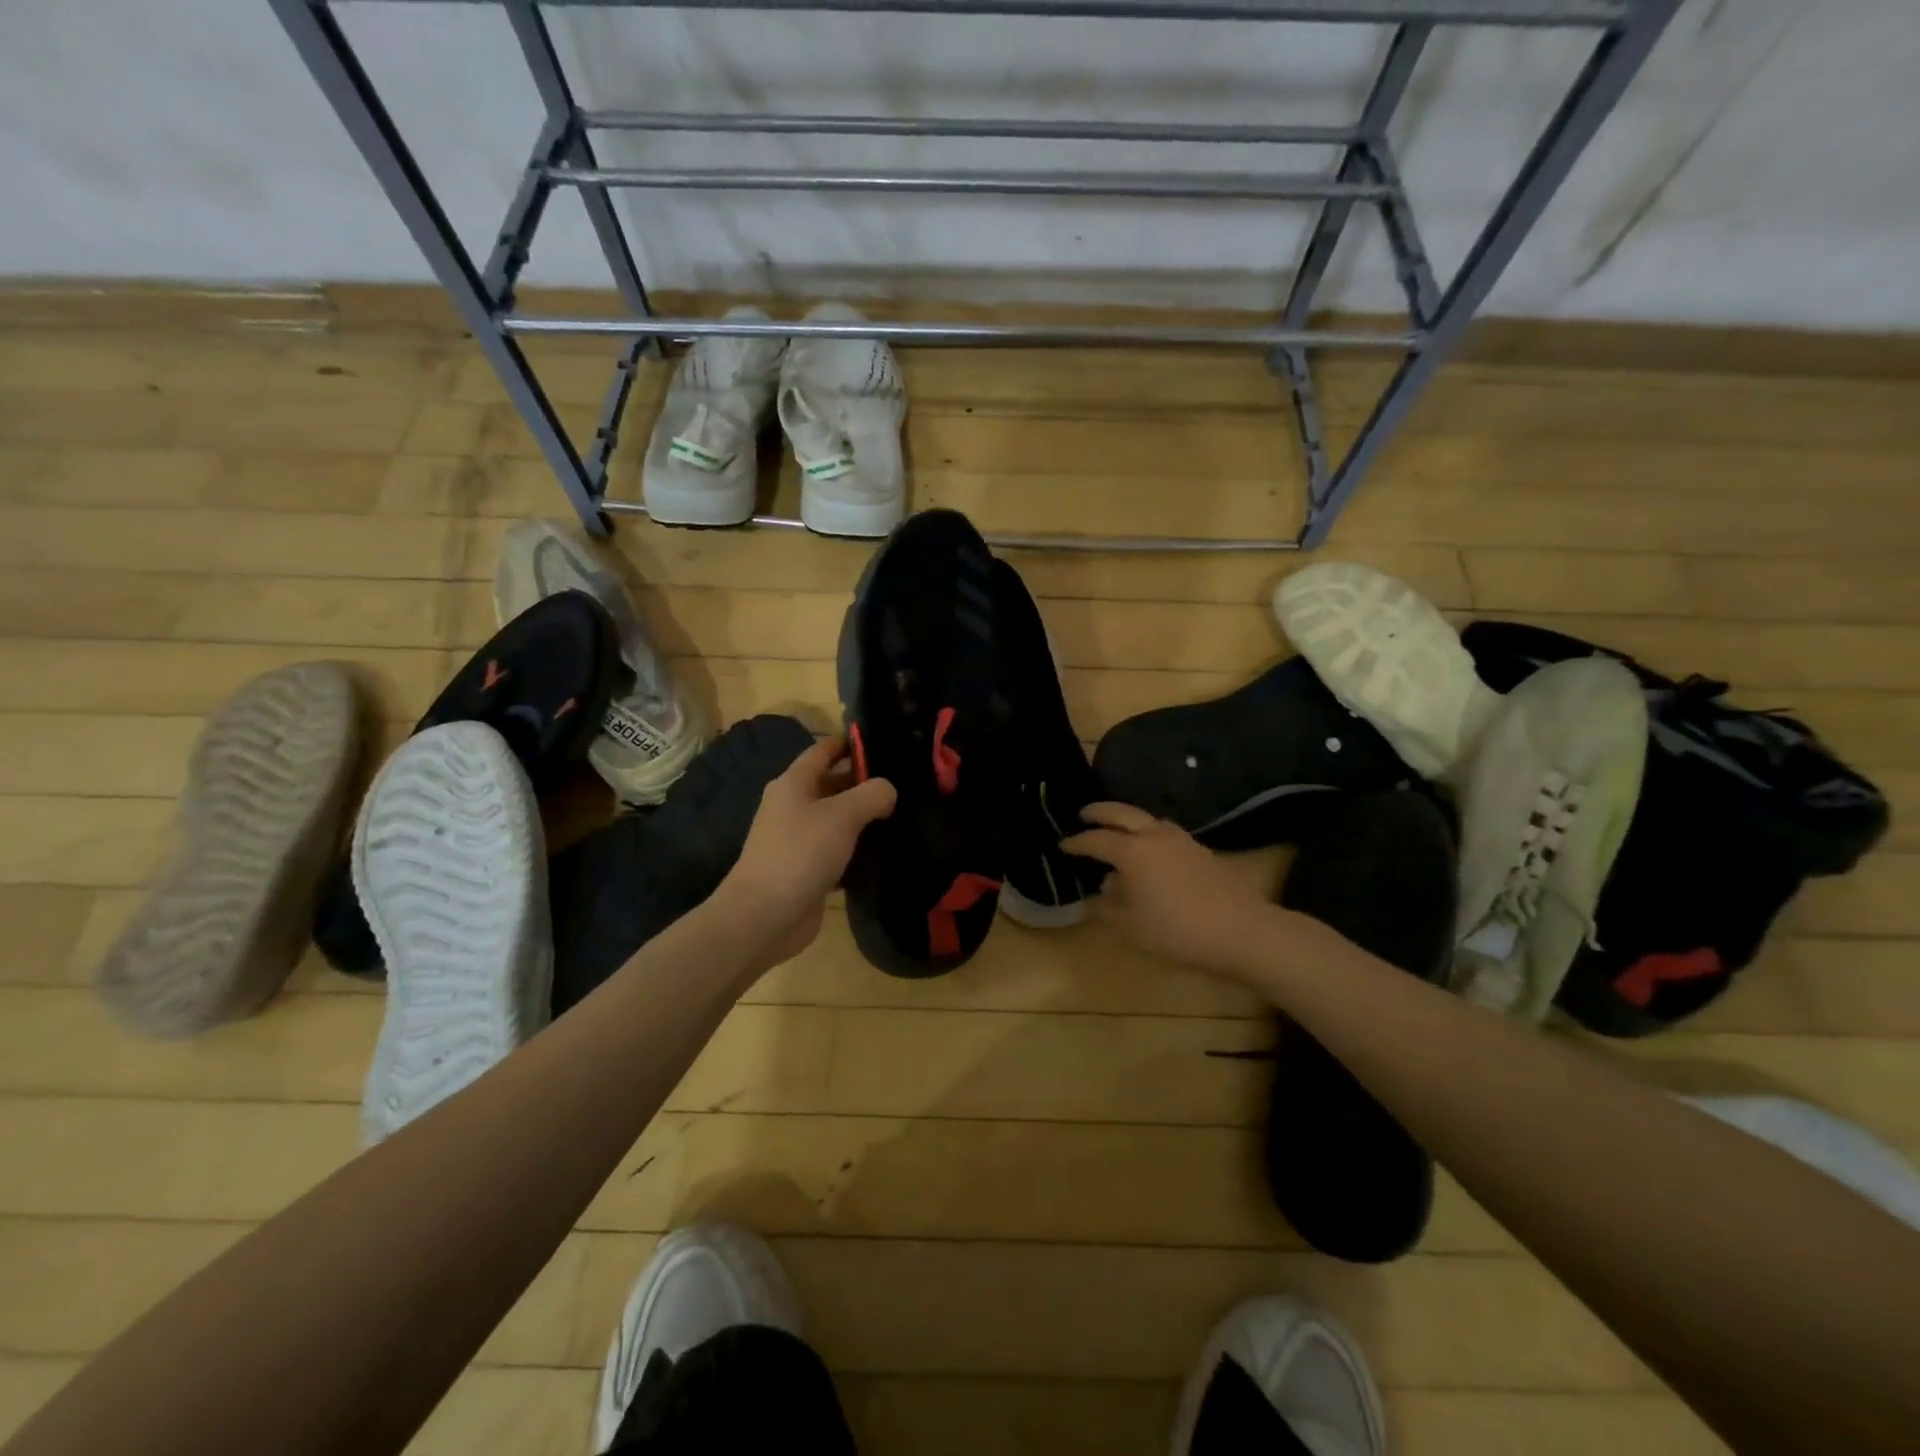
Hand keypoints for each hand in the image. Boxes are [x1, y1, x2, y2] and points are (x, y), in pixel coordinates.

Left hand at [714, 735, 896, 970]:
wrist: (764, 916)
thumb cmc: (800, 853)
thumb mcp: (842, 815)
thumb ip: (872, 794)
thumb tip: (888, 790)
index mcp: (794, 783)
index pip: (823, 750)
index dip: (850, 743)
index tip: (883, 742)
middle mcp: (793, 806)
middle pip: (832, 783)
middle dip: (863, 781)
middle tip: (903, 782)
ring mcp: (797, 839)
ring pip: (836, 818)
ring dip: (863, 816)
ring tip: (902, 813)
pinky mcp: (806, 868)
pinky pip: (836, 848)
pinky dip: (857, 847)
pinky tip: (883, 850)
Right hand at [1063, 802, 1282, 979]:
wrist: (1243, 932)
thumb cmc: (1178, 931)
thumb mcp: (1131, 928)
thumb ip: (1107, 909)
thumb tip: (1096, 896)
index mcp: (1132, 851)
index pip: (1096, 840)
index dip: (1077, 843)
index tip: (1063, 846)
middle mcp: (1155, 836)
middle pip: (1122, 813)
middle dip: (1100, 812)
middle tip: (1084, 814)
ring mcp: (1183, 841)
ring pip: (1148, 819)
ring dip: (1129, 820)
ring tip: (1118, 830)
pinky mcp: (1202, 852)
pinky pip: (1166, 833)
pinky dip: (1149, 833)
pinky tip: (1152, 852)